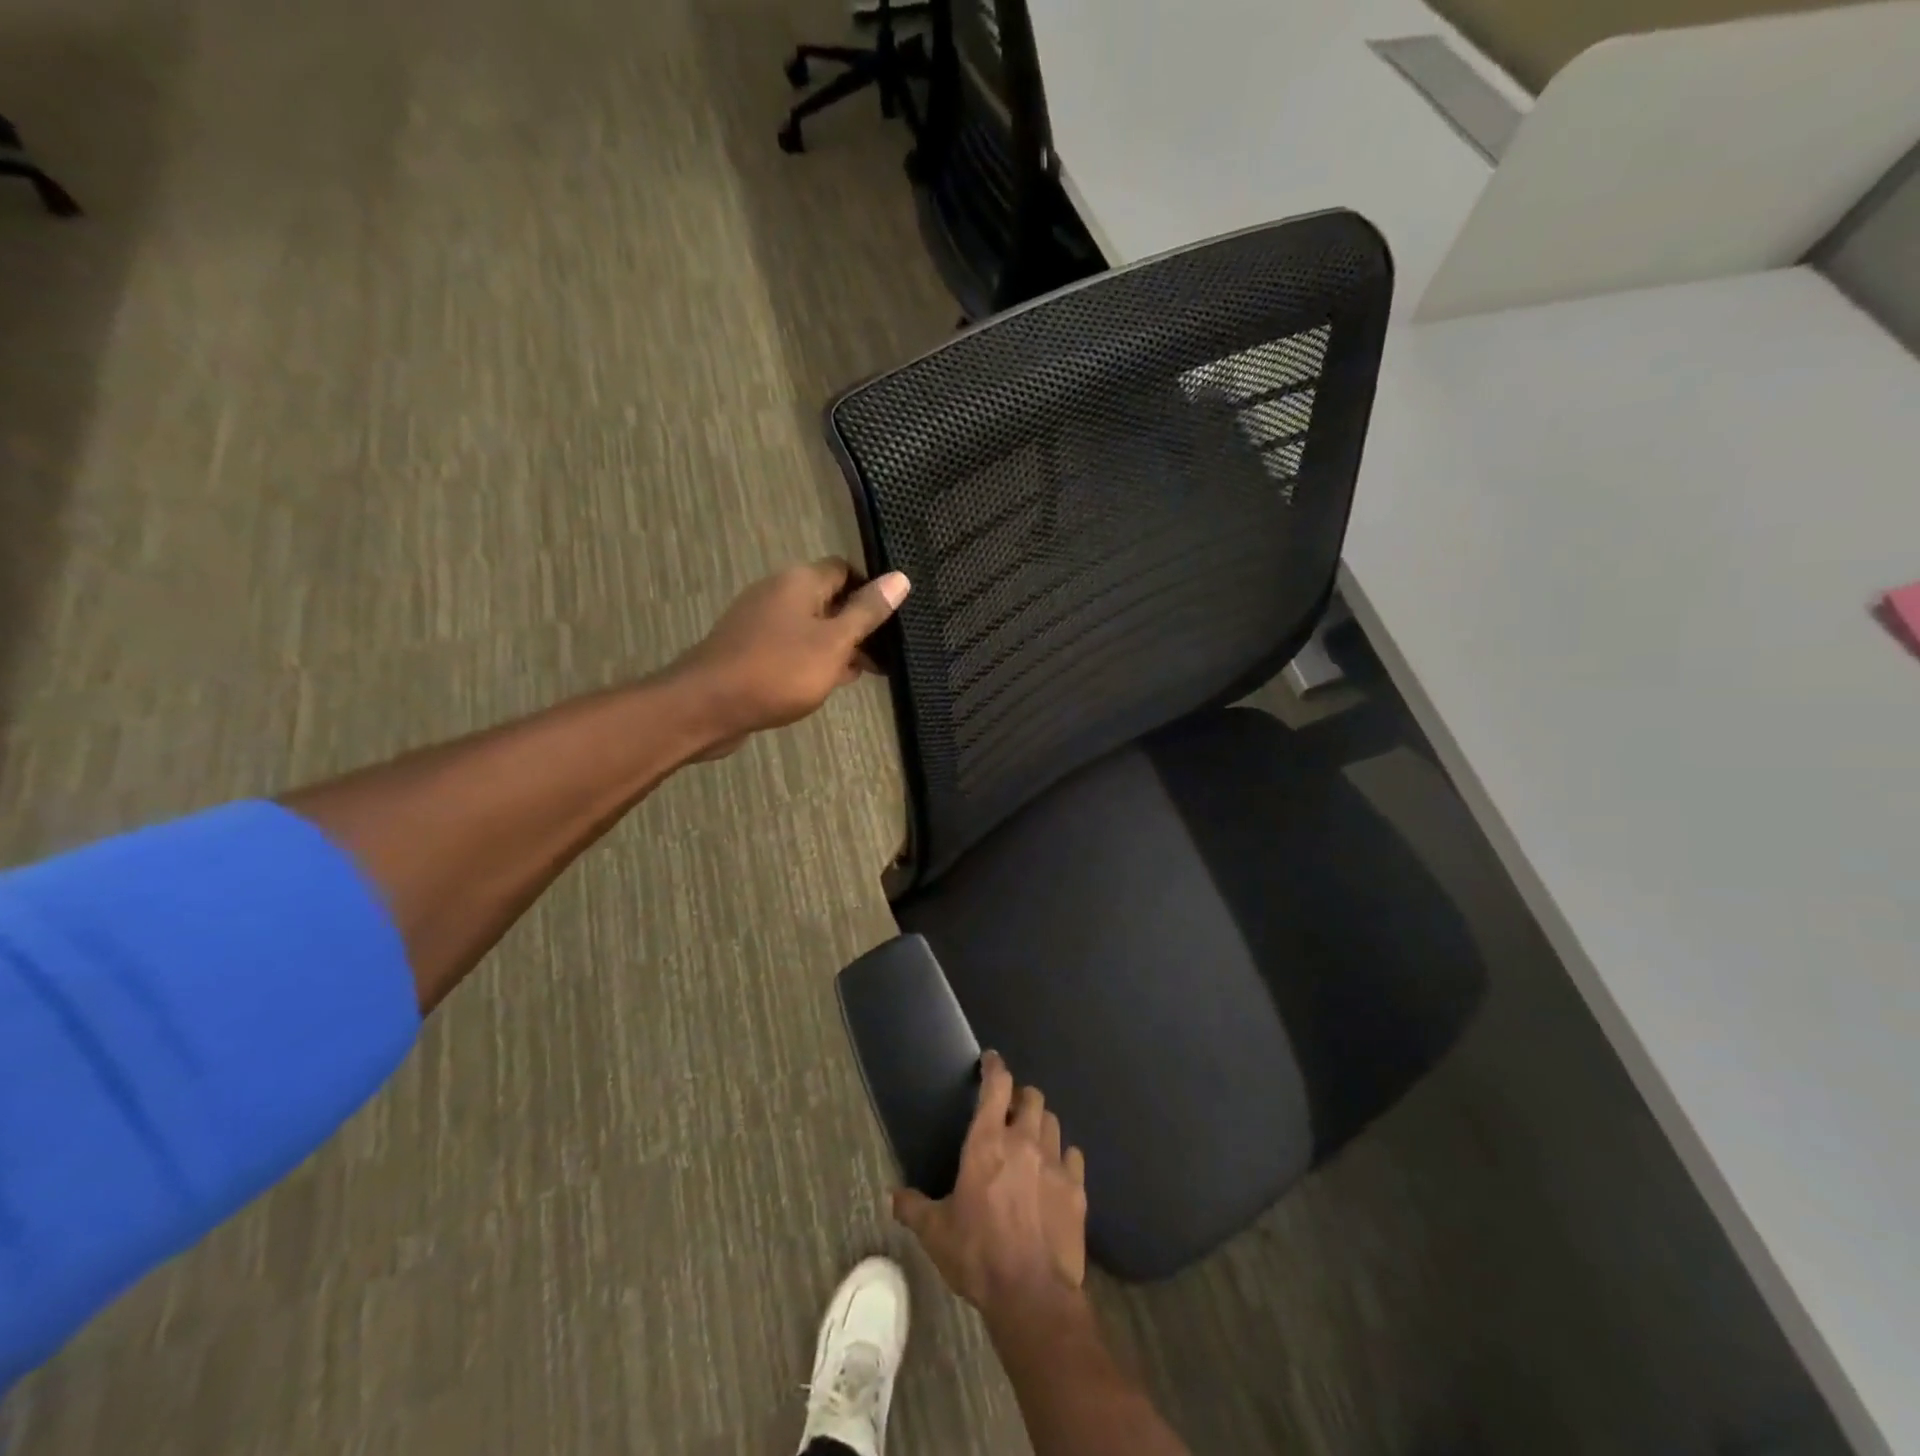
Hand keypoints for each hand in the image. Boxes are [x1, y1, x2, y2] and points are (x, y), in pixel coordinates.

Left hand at [673, 559, 909, 752]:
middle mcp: (777, 592)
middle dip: (857, 624)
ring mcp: (759, 622)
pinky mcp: (748, 649)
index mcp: (799, 581)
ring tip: (864, 673)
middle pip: (828, 599)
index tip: (893, 619)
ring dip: (836, 646)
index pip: (845, 570)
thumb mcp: (834, 642)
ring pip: (810, 627)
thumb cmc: (779, 671)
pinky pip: (790, 647)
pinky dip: (812, 660)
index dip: (871, 590)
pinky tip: (827, 683)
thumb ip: (867, 612)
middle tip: (886, 654)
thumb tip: (900, 577)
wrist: (707, 706)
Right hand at [893, 1052, 1088, 1327]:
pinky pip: (1073, 1156)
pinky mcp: (1076, 1188)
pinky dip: (1064, 1157)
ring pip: (1053, 1122)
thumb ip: (914, 1208)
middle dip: (1020, 1097)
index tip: (991, 1060)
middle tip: (1010, 1110)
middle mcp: (1024, 1141)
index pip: (996, 1086)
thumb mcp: (936, 1233)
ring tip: (1032, 1138)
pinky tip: (1056, 1170)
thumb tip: (892, 1195)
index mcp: (987, 1142)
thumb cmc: (978, 1255)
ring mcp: (1055, 1163)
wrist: (1032, 1294)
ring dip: (1041, 1124)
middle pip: (1031, 1097)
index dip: (994, 1067)